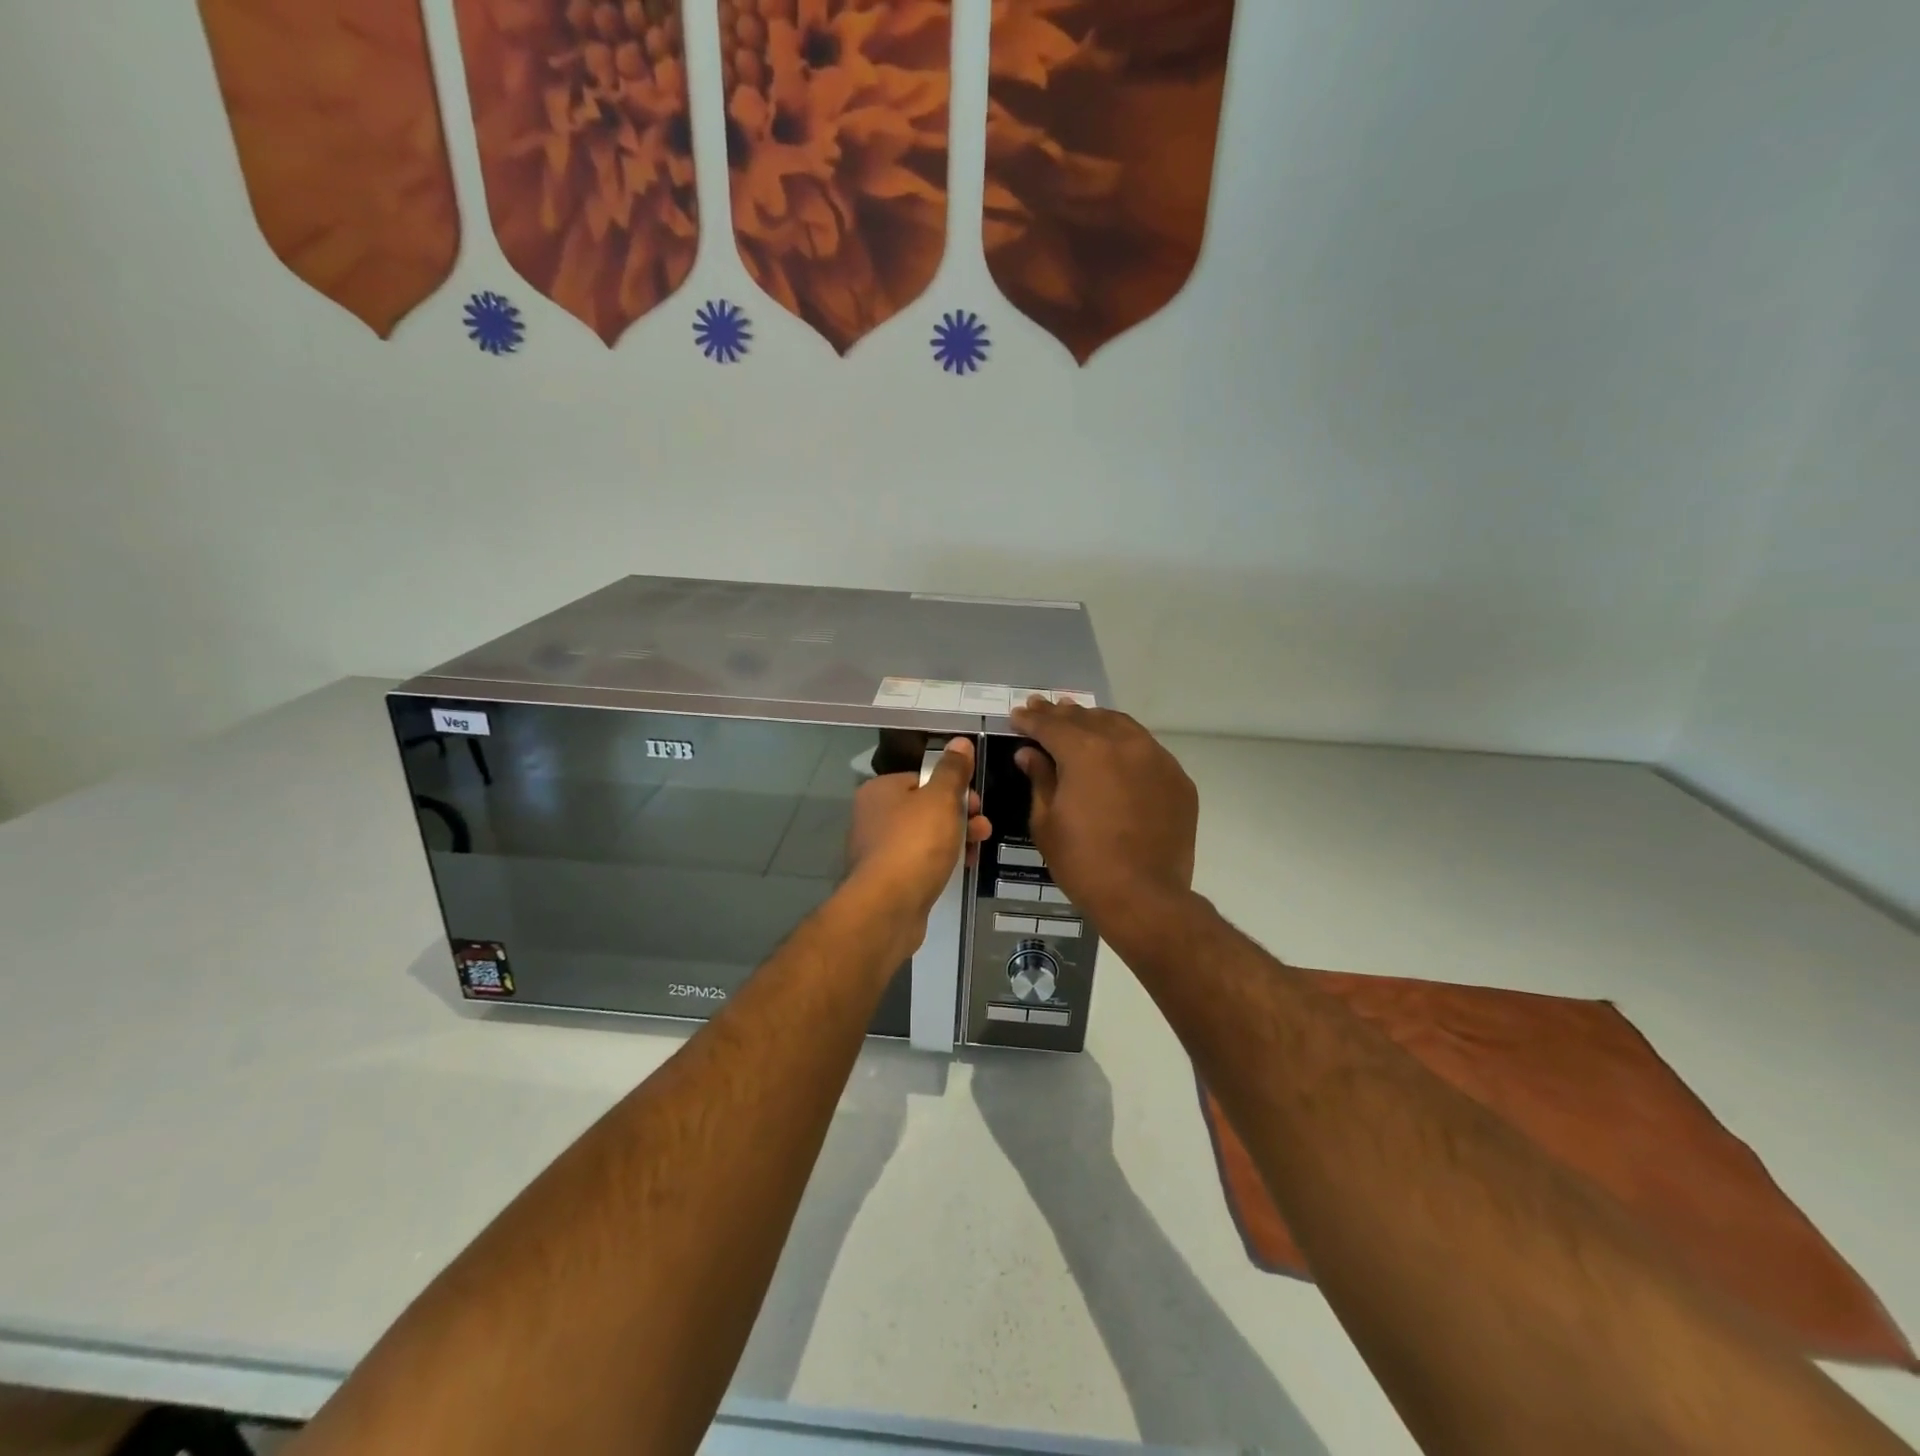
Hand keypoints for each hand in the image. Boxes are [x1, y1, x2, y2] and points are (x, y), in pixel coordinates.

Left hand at [846, 737, 991, 917]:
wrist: (888, 907)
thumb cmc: (915, 844)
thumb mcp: (941, 799)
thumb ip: (953, 771)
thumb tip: (960, 742)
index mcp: (880, 791)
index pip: (922, 778)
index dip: (953, 787)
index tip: (977, 802)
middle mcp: (873, 817)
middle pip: (925, 807)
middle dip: (960, 815)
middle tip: (982, 827)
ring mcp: (878, 850)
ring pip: (925, 836)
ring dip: (956, 838)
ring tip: (978, 850)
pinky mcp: (888, 879)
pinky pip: (920, 861)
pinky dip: (941, 861)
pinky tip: (960, 868)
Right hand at [1009, 698, 1197, 928]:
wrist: (1144, 897)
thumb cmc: (1083, 862)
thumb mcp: (1047, 822)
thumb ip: (1040, 779)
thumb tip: (1029, 753)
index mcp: (1085, 751)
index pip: (1051, 725)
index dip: (1030, 719)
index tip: (1017, 715)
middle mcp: (1124, 743)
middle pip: (1087, 718)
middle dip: (1060, 714)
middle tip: (1043, 708)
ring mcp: (1157, 759)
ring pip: (1121, 726)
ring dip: (1095, 722)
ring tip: (1079, 721)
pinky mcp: (1178, 779)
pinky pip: (1147, 750)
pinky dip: (1125, 745)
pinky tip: (1116, 754)